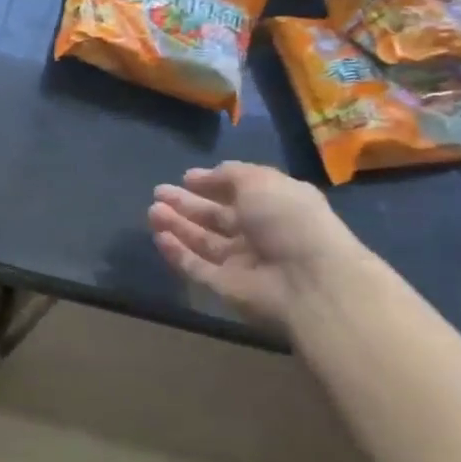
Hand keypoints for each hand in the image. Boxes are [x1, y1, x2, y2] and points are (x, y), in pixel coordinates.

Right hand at [148, 163, 363, 329]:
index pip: (238, 192)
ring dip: (177, 225)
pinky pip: (196, 267)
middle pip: (216, 217)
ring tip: (152, 210)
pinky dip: (178, 252)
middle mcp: (258, 233)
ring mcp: (241, 262)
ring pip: (202, 241)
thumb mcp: (260, 181)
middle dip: (187, 204)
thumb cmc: (288, 220)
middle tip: (159, 192)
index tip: (186, 177)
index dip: (212, 184)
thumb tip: (201, 177)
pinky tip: (159, 236)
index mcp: (274, 205)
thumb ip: (229, 174)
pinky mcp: (225, 287)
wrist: (308, 281)